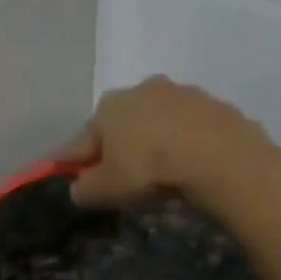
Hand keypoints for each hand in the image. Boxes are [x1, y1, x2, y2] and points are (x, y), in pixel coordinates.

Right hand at [63, 76, 272, 209]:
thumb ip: (85, 189)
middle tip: (119, 174)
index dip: (71, 160)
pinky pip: (185, 126)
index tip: (66, 172)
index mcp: (107, 109)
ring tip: (157, 167)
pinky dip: (181, 140)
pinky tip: (185, 160)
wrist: (214, 153)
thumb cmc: (147, 169)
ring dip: (150, 139)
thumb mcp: (106, 189)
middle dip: (115, 146)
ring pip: (153, 120)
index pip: (80, 140)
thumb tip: (79, 187)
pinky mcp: (209, 102)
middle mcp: (138, 90)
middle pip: (118, 124)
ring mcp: (176, 92)